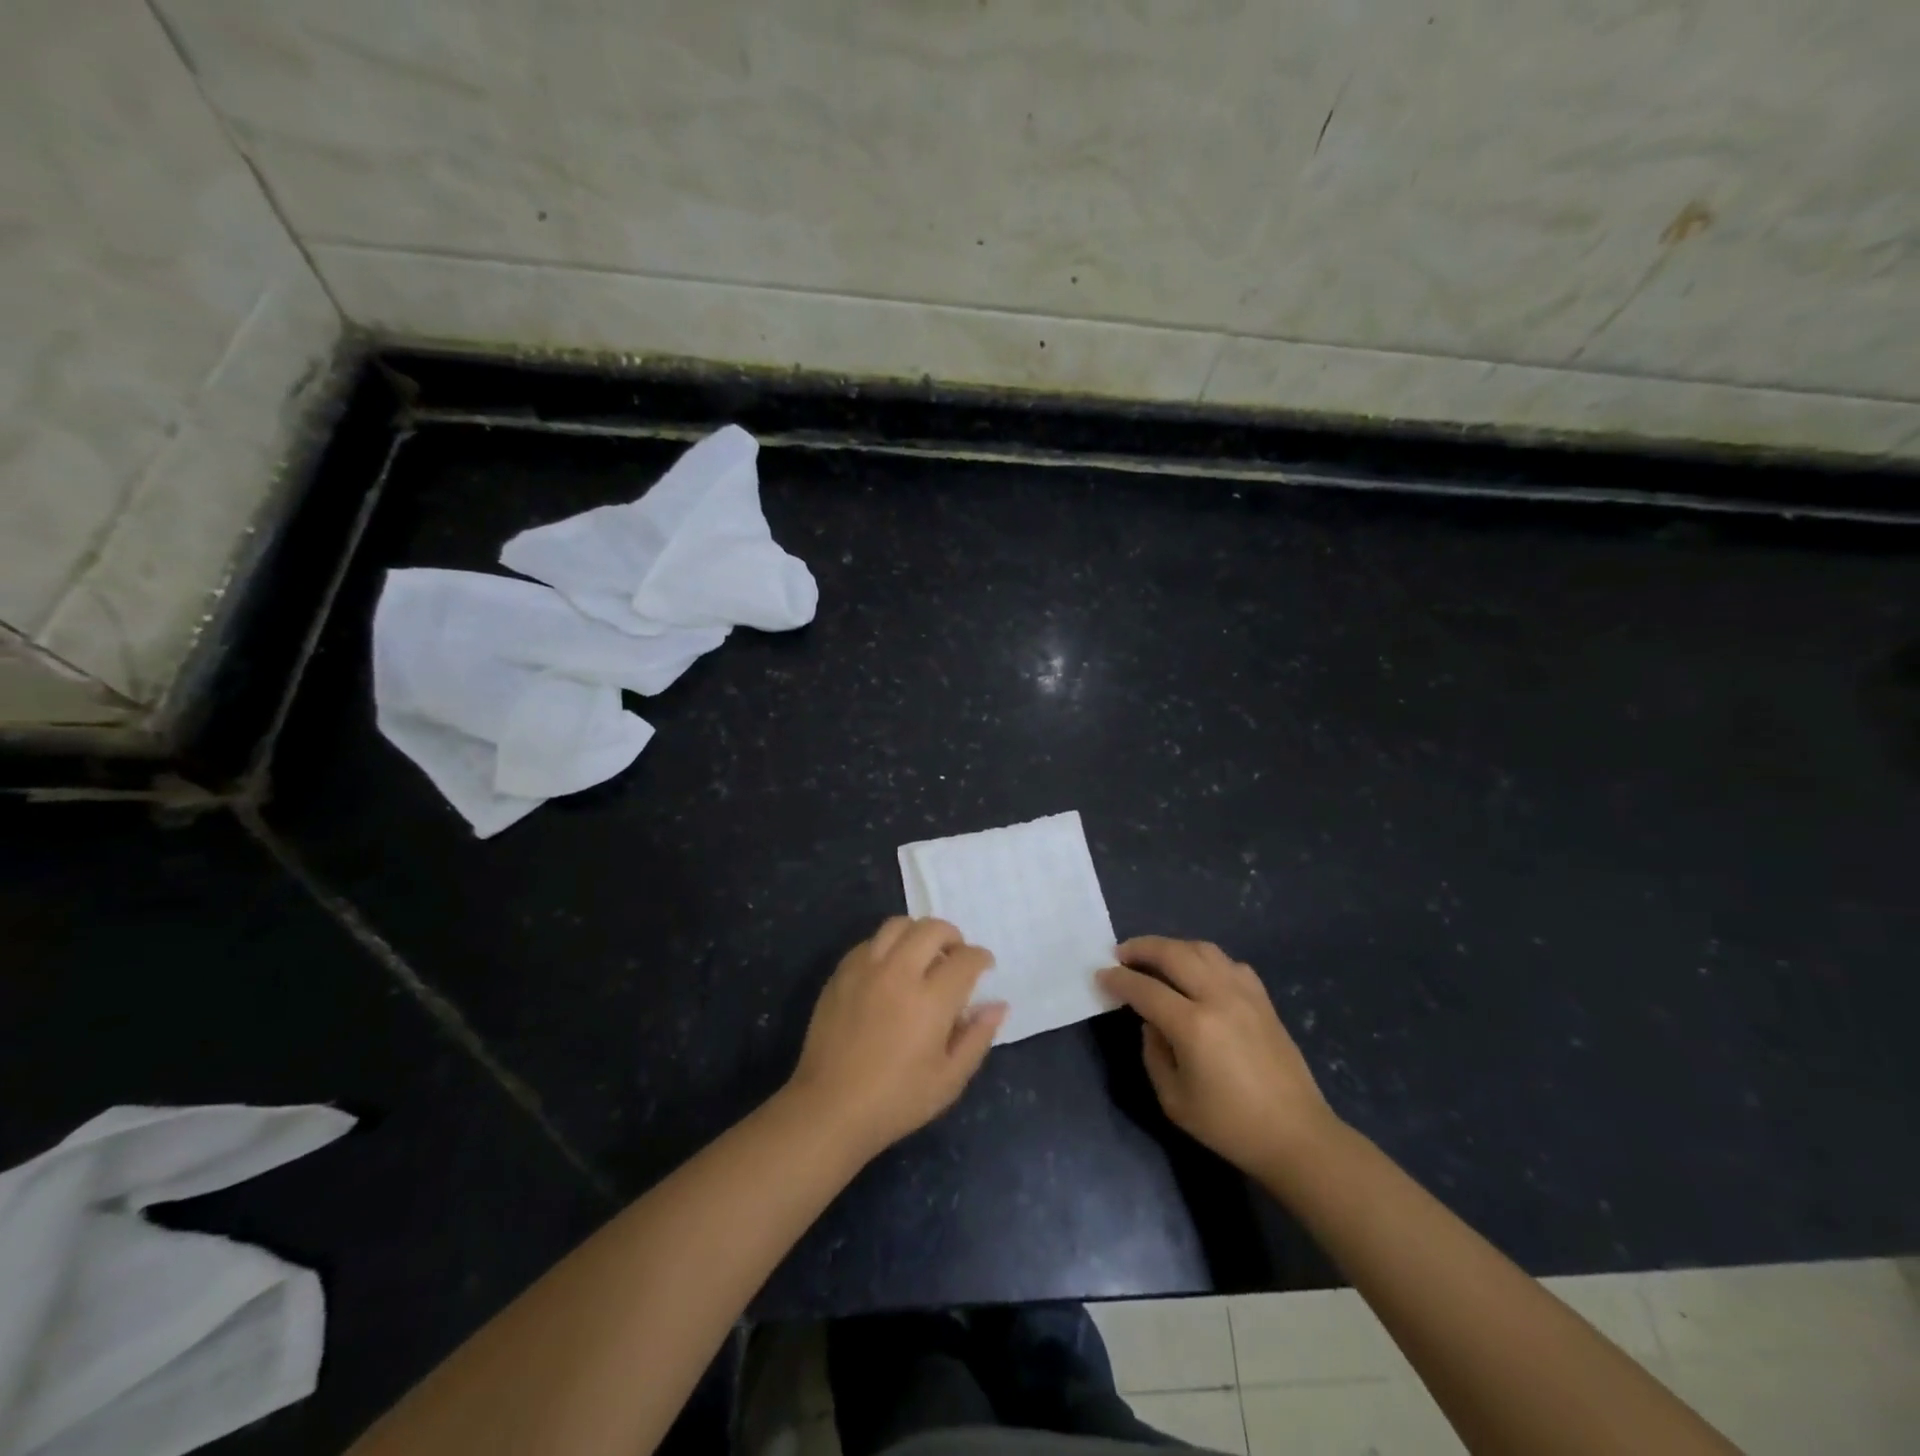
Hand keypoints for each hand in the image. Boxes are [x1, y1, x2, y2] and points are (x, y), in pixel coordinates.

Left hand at [787, 917, 1006, 1160]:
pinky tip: (891, 970)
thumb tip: (998, 1004)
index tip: (984, 966)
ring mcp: (865, 969)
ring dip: (918, 933)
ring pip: (898, 924)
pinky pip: (869, 941)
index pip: (966, 959)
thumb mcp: (949, 1080)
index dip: (981, 958)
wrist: (830, 1109)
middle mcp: (899, 973)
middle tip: (956, 956)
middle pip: (932, 928)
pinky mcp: (841, 973)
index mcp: (931, 1000)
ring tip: (923, 955)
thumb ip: (977, 1037)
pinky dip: (888, 945)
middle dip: (953, 936)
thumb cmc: (897, 1100)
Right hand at [1099, 936, 1335, 1173]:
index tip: (1101, 975)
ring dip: (1172, 947)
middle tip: (1121, 954)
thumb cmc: (1229, 1126)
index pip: (1145, 988)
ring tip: (1156, 957)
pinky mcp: (1263, 999)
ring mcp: (1245, 994)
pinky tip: (1197, 973)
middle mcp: (1218, 998)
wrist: (1296, 1136)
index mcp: (1193, 1026)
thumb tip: (1151, 1022)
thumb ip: (1153, 1052)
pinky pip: (1228, 963)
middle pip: (1173, 953)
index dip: (1118, 979)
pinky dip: (1205, 959)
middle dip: (1141, 948)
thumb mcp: (1174, 1100)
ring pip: (1202, 949)